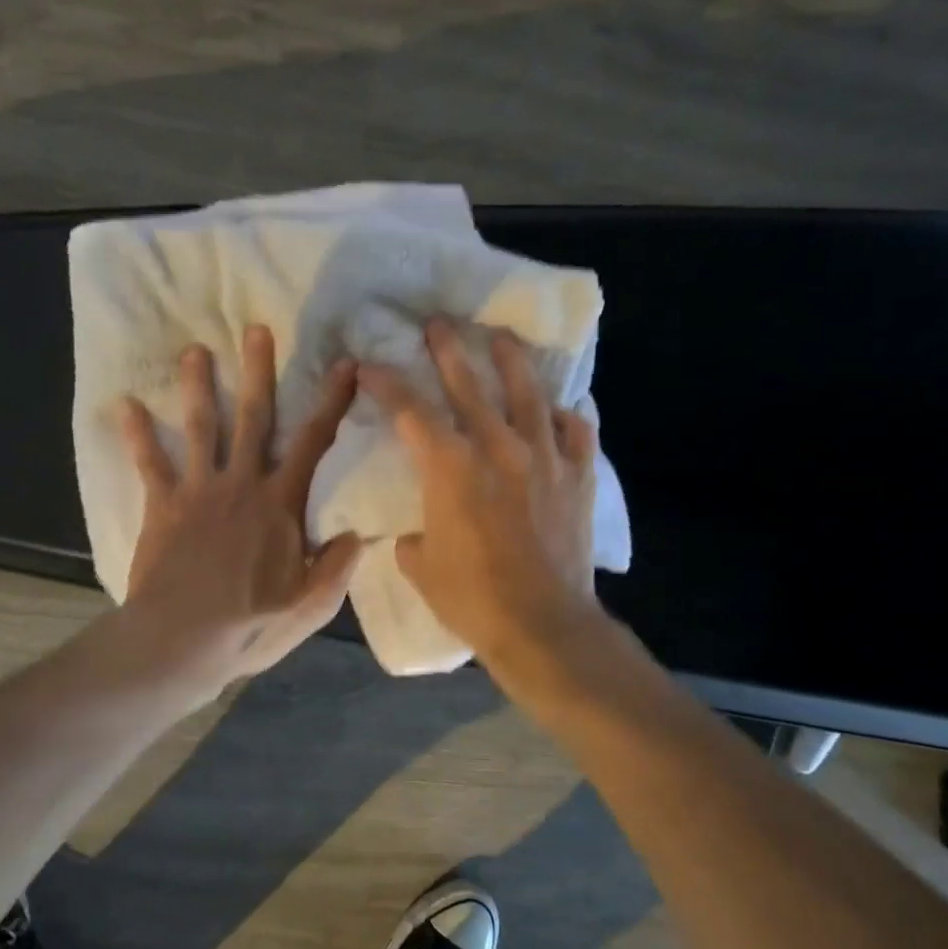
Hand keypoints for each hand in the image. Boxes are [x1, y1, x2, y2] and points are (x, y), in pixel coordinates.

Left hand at [116, 325, 360, 695]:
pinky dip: (136, 434)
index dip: (331, 401)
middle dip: (258, 372)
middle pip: (254, 418)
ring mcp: (198, 491)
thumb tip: (356, 533)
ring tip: (194, 350)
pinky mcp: (162, 506)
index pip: (314, 443)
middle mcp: (241, 484)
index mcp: (280, 504)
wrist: (179, 641)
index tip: (344, 365)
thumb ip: (335, 567)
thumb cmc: (249, 626)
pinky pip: (149, 463)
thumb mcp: (309, 606)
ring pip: (201, 427)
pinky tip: (125, 405)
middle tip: (256, 330)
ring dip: (199, 386)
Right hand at [359, 318, 599, 664]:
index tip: (369, 366)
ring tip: (502, 338)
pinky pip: (576, 432)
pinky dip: (567, 417)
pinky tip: (561, 410)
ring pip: (528, 394)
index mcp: (450, 467)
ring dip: (511, 362)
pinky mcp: (578, 477)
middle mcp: (498, 448)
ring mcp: (545, 458)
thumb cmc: (472, 597)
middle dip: (448, 351)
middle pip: (469, 385)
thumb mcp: (420, 565)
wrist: (543, 625)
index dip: (386, 384)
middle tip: (438, 324)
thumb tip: (417, 530)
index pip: (410, 411)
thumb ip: (413, 535)